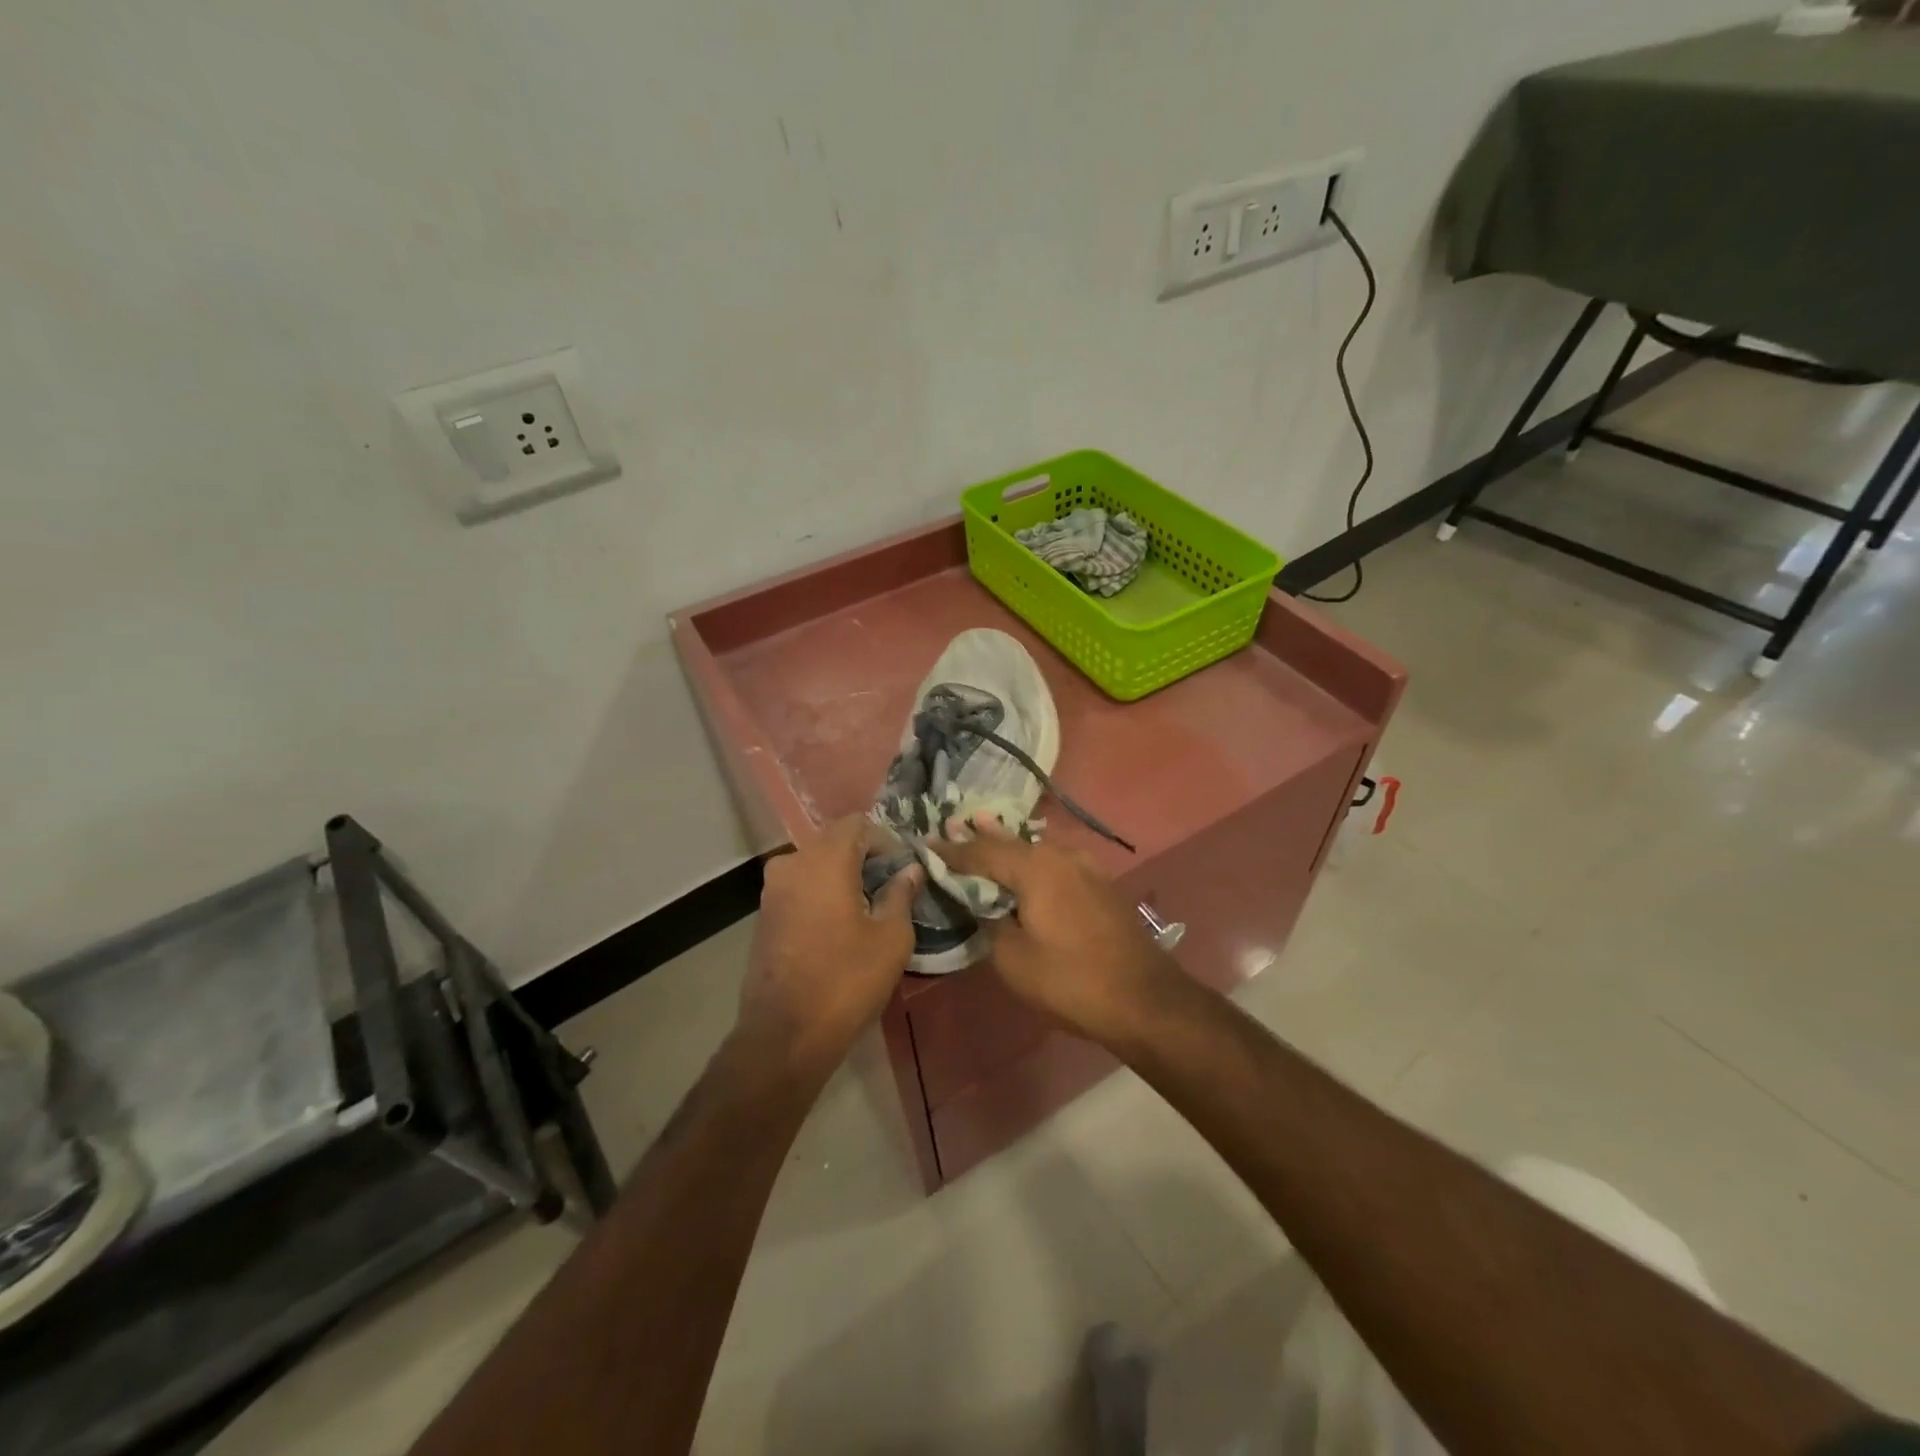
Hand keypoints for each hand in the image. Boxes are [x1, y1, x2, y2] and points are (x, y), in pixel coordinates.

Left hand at [735, 816, 920, 1081]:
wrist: (784, 1035)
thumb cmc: (846, 980)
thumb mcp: (891, 938)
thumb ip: (901, 894)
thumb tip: (910, 870)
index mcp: (825, 860)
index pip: (857, 823)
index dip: (885, 839)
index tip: (904, 866)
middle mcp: (792, 864)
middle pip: (834, 841)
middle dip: (865, 856)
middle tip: (892, 884)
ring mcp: (772, 890)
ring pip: (815, 865)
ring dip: (843, 875)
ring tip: (870, 905)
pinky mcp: (764, 915)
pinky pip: (800, 888)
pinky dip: (822, 893)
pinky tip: (841, 922)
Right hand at [940, 822, 1183, 1047]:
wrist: (1145, 999)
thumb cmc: (1071, 980)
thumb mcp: (1013, 959)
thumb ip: (990, 923)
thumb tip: (985, 907)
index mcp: (1036, 868)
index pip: (982, 852)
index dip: (952, 851)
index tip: (927, 844)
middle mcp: (1061, 856)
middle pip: (1011, 841)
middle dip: (981, 836)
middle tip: (953, 823)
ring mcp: (1086, 868)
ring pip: (1037, 848)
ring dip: (1009, 844)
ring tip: (985, 828)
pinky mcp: (1100, 885)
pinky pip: (1056, 862)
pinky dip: (1033, 859)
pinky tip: (1026, 861)